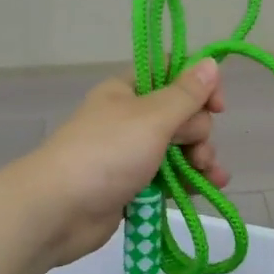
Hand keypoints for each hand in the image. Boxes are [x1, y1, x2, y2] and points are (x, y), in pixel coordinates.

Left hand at [16, 60, 227, 268]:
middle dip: (199, 131)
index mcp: (128, 91)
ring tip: (207, 174)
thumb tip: (210, 62)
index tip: (217, 106)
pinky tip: (210, 188)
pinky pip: (169, 178)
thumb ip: (186, 94)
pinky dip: (189, 181)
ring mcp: (131, 154)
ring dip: (200, 158)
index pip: (172, 74)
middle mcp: (130, 118)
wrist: (57, 211)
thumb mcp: (152, 117)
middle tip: (194, 149)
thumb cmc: (106, 153)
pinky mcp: (133, 187)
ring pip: (179, 149)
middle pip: (181, 114)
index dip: (199, 86)